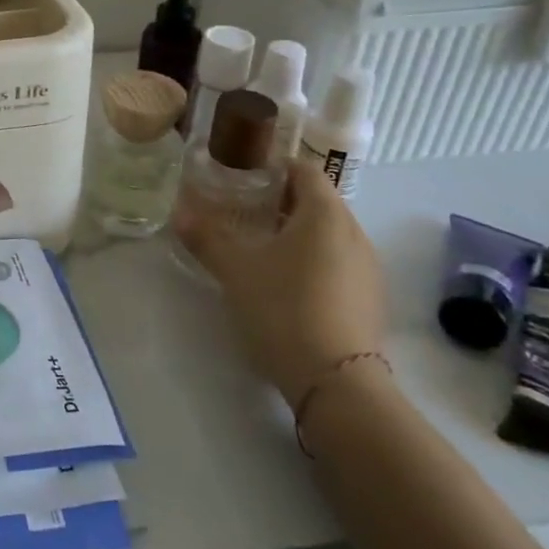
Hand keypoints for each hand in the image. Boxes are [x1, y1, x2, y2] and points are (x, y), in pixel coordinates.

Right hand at [178, 159, 385, 406]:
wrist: (336, 381)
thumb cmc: (283, 308)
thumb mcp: (235, 269)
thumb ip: (206, 237)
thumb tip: (179, 214)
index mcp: (325, 214)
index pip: (305, 169)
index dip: (274, 166)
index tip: (242, 175)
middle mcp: (354, 233)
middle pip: (318, 200)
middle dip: (281, 200)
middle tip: (242, 208)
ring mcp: (368, 268)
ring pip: (329, 233)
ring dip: (297, 231)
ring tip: (260, 245)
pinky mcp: (369, 299)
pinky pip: (338, 261)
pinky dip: (313, 259)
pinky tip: (286, 282)